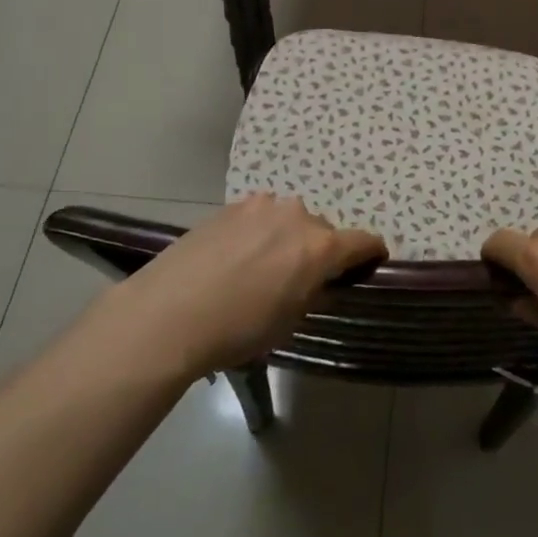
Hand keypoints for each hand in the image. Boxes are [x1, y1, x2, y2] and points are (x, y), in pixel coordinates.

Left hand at [99, 195, 383, 381]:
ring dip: (288, 239)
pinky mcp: (231, 207)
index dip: (371, 255)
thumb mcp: (289, 322)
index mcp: (320, 247)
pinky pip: (260, 218)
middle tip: (301, 280)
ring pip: (290, 220)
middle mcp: (298, 216)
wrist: (166, 314)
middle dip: (321, 251)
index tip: (369, 266)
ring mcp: (262, 206)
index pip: (364, 241)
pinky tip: (236, 259)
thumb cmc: (237, 330)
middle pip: (324, 230)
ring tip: (262, 268)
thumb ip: (316, 293)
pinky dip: (259, 233)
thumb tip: (323, 282)